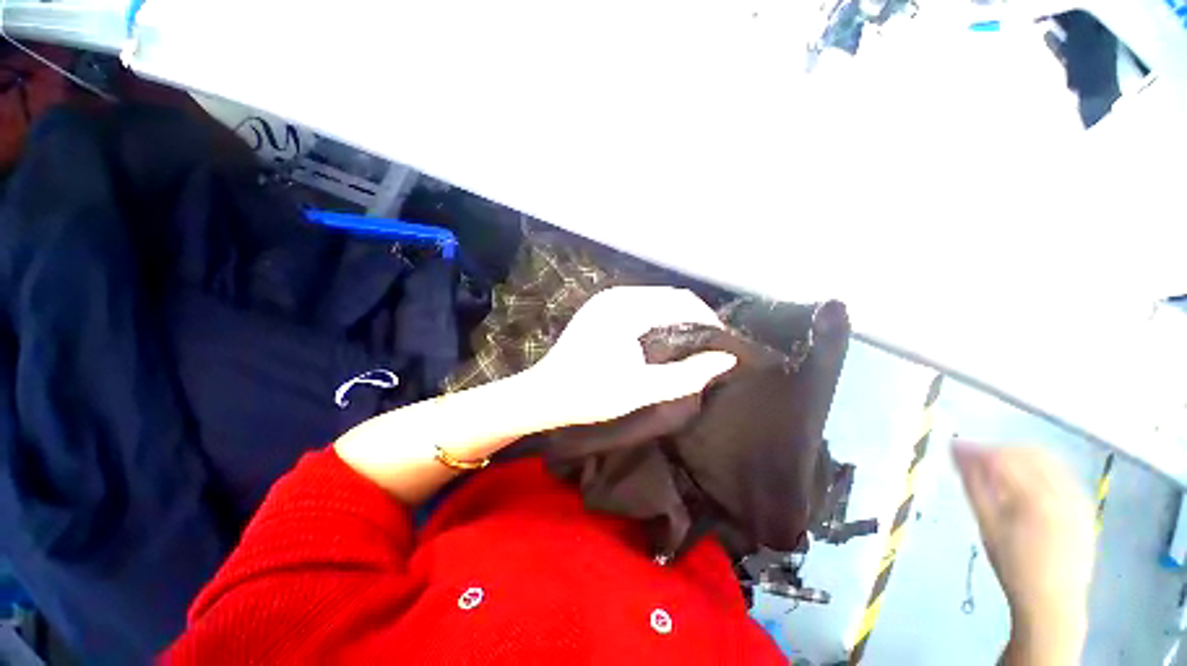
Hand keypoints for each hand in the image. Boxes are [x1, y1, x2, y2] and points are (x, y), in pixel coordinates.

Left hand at [522, 286, 736, 428]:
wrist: (544, 395)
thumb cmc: (590, 394)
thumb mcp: (642, 389)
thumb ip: (687, 374)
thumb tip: (726, 359)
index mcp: (626, 307)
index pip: (682, 302)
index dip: (708, 321)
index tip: (723, 346)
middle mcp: (617, 295)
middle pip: (670, 298)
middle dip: (695, 319)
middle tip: (712, 349)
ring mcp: (607, 300)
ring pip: (656, 301)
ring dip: (678, 319)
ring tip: (694, 345)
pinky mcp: (601, 309)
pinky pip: (641, 306)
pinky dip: (659, 320)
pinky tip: (665, 340)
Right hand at [953, 443, 1092, 664]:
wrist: (1052, 602)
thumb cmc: (1013, 567)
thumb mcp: (987, 527)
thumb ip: (974, 486)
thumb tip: (957, 454)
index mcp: (1036, 498)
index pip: (1003, 458)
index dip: (975, 449)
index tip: (953, 447)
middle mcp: (1062, 491)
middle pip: (1029, 453)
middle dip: (998, 450)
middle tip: (973, 456)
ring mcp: (1078, 498)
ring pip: (1048, 460)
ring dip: (1019, 457)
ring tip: (996, 467)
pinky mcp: (1085, 506)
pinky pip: (1061, 474)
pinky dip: (1039, 469)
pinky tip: (1024, 481)